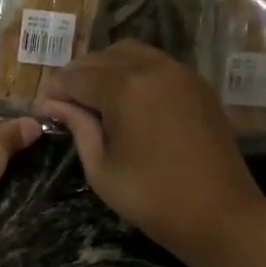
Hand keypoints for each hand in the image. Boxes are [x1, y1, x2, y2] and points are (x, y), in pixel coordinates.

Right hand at [38, 41, 265, 266]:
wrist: (221, 214)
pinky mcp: (198, 84)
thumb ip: (78, 128)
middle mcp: (152, 68)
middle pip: (102, 57)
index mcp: (124, 88)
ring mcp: (180, 73)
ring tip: (96, 99)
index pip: (77, 76)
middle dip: (79, 75)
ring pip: (131, 52)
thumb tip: (54, 105)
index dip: (56, 90)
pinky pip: (157, 63)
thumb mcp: (102, 169)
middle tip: (67, 103)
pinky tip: (128, 100)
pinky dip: (134, 71)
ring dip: (107, 68)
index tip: (44, 107)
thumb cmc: (153, 198)